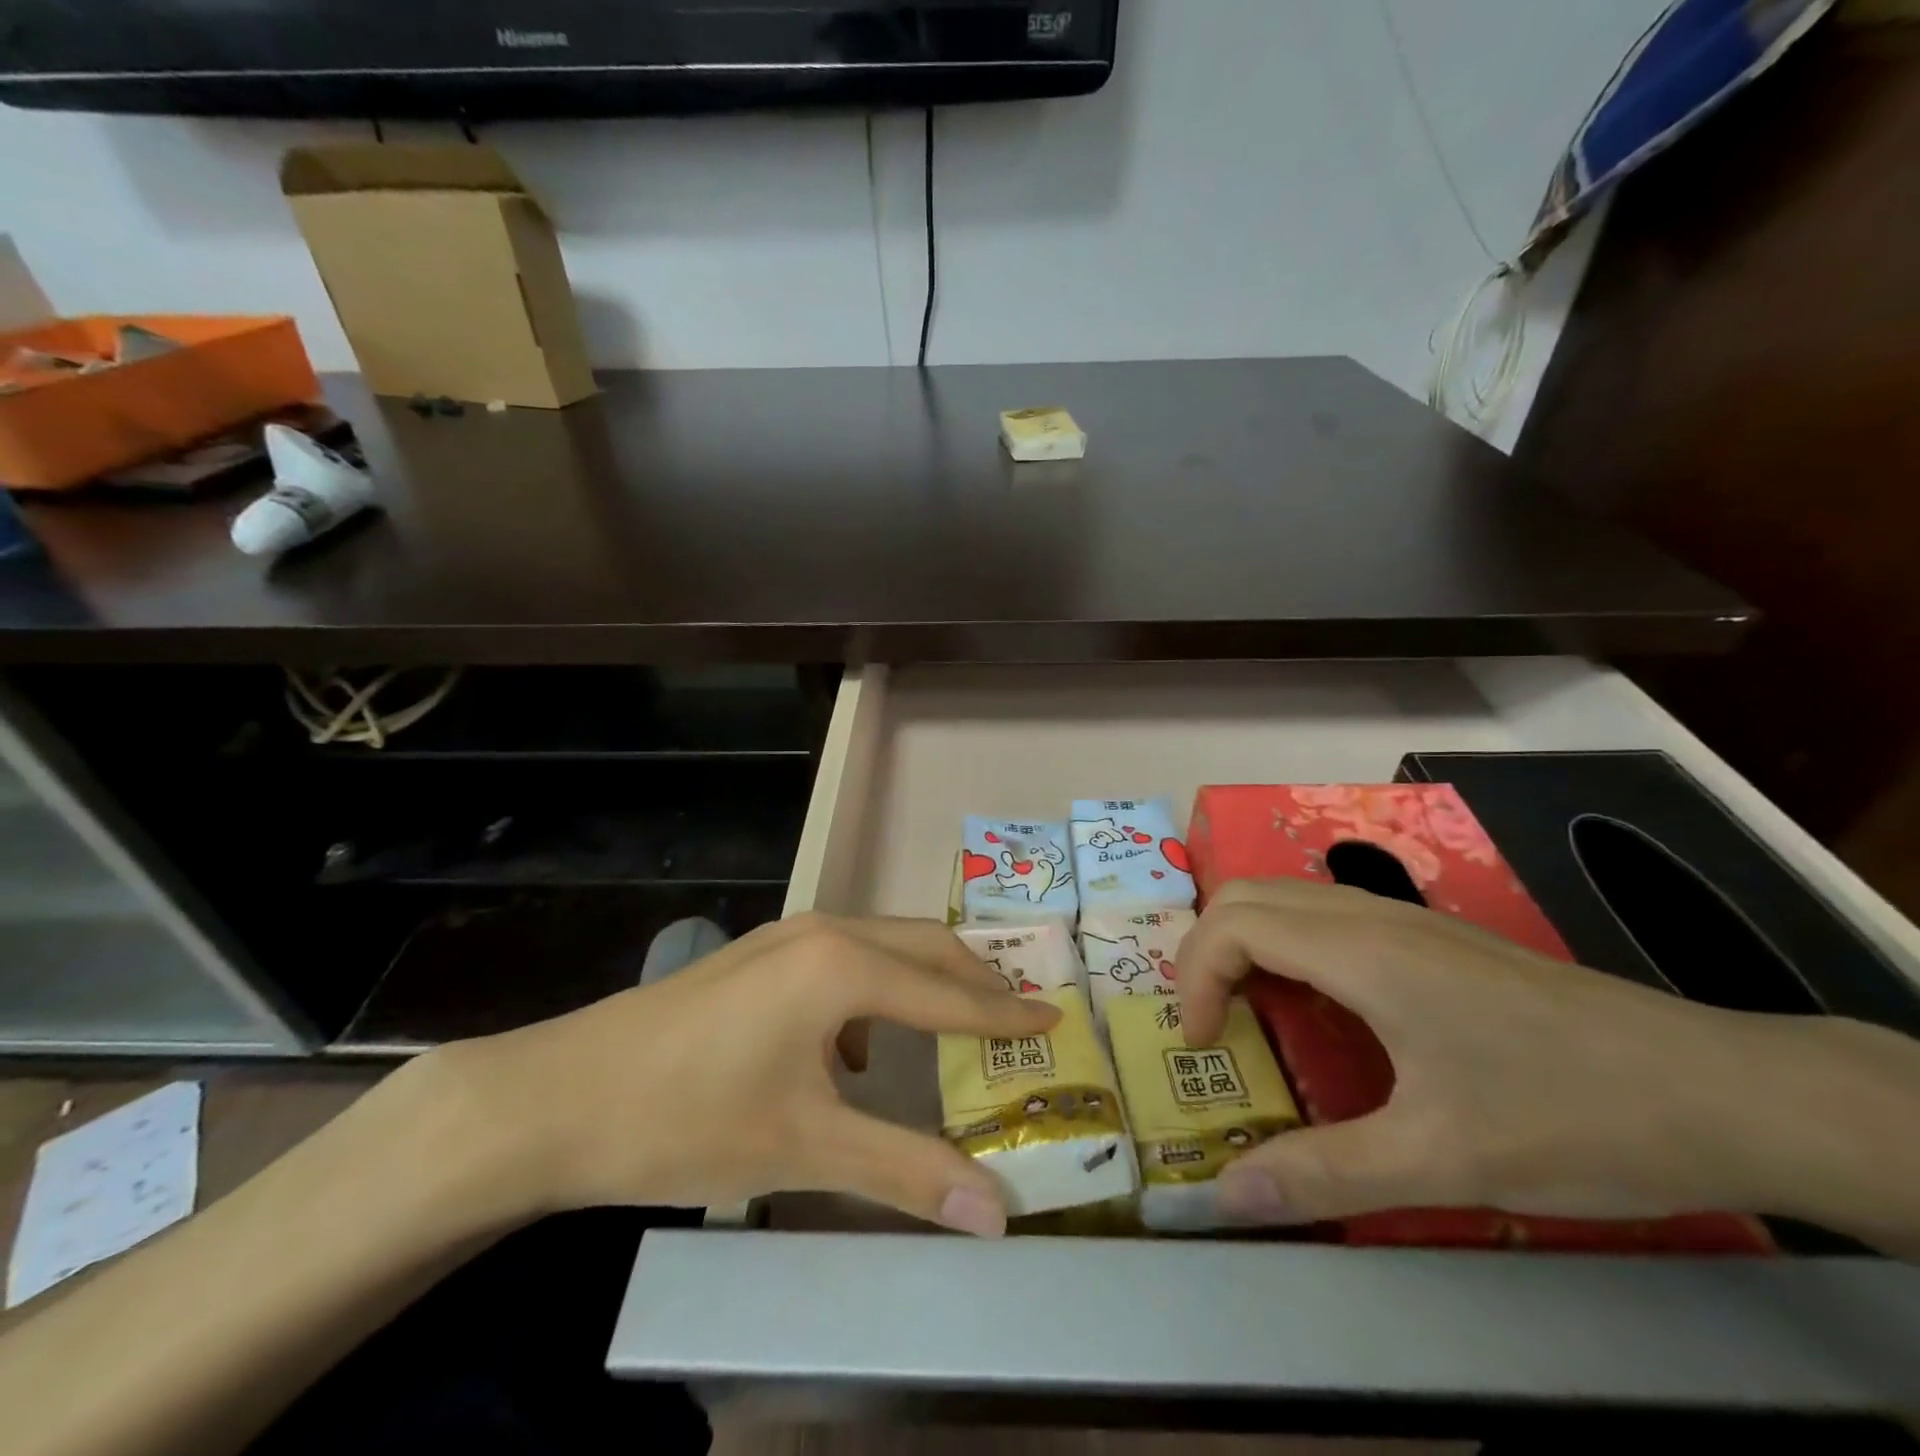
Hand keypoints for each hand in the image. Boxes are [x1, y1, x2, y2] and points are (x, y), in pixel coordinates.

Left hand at [426, 914, 1058, 1237]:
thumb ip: (904, 1171)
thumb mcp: (804, 1147)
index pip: (949, 992)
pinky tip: (859, 1048)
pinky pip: (843, 958)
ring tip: (957, 1025)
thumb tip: (995, 1213)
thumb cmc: (689, 1118)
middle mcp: (825, 932)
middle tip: (1019, 1014)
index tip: (1055, 1015)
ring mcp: (786, 936)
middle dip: (975, 978)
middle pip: (923, 946)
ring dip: (925, 979)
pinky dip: (876, 990)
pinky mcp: (760, 955)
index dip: (1005, 1012)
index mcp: (844, 966)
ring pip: (882, 945)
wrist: (560, 1097)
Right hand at [1178, 878, 1888, 1231]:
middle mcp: (1373, 917)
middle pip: (1247, 895)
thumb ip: (1325, 1174)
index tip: (1205, 1048)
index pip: (1234, 925)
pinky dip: (1288, 947)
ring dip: (1246, 945)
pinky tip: (1321, 1011)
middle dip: (1206, 951)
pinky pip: (1327, 918)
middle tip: (1212, 1024)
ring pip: (1287, 899)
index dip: (1195, 977)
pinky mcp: (1435, 938)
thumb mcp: (1442, 1160)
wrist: (1723, 1091)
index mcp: (1362, 952)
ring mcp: (1407, 920)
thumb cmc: (1571, 1115)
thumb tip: (1228, 1198)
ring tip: (1250, 1015)